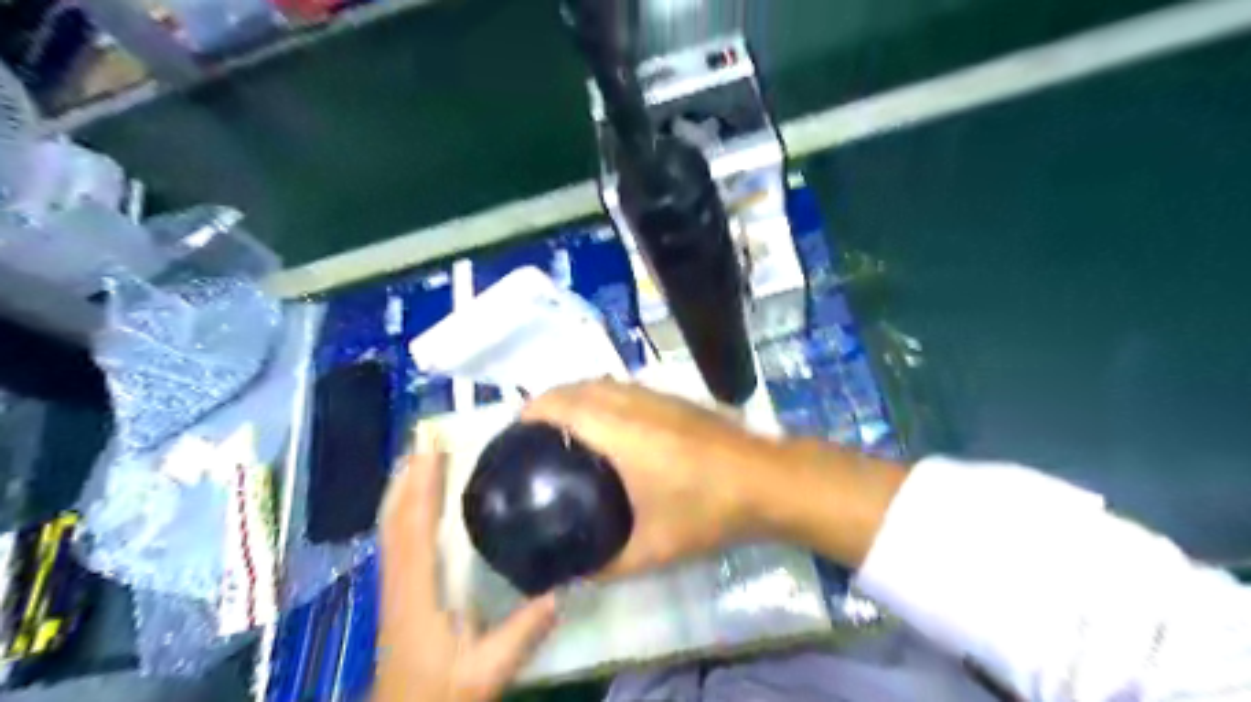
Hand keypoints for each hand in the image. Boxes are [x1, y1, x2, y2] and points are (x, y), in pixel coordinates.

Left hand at [370, 452, 555, 697]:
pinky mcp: (398, 590)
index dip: (420, 484)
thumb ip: (522, 634)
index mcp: (417, 591)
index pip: (413, 526)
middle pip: (394, 517)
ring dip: (401, 487)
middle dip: (407, 474)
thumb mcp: (486, 671)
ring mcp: (394, 584)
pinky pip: (394, 537)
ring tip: (420, 455)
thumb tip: (562, 590)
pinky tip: (416, 500)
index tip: (432, 446)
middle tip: (427, 436)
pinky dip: (401, 508)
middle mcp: (400, 579)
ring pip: (389, 525)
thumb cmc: (440, 693)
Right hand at [522, 381, 779, 578]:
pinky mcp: (675, 399)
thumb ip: (608, 566)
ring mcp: (657, 396)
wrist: (767, 480)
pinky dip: (601, 395)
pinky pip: (623, 387)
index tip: (513, 432)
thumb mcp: (654, 549)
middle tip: (532, 435)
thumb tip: (574, 575)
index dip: (532, 411)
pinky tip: (606, 424)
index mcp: (619, 431)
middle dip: (548, 401)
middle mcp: (633, 403)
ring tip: (562, 426)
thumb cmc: (708, 510)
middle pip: (578, 386)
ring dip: (576, 394)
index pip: (563, 404)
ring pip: (602, 382)